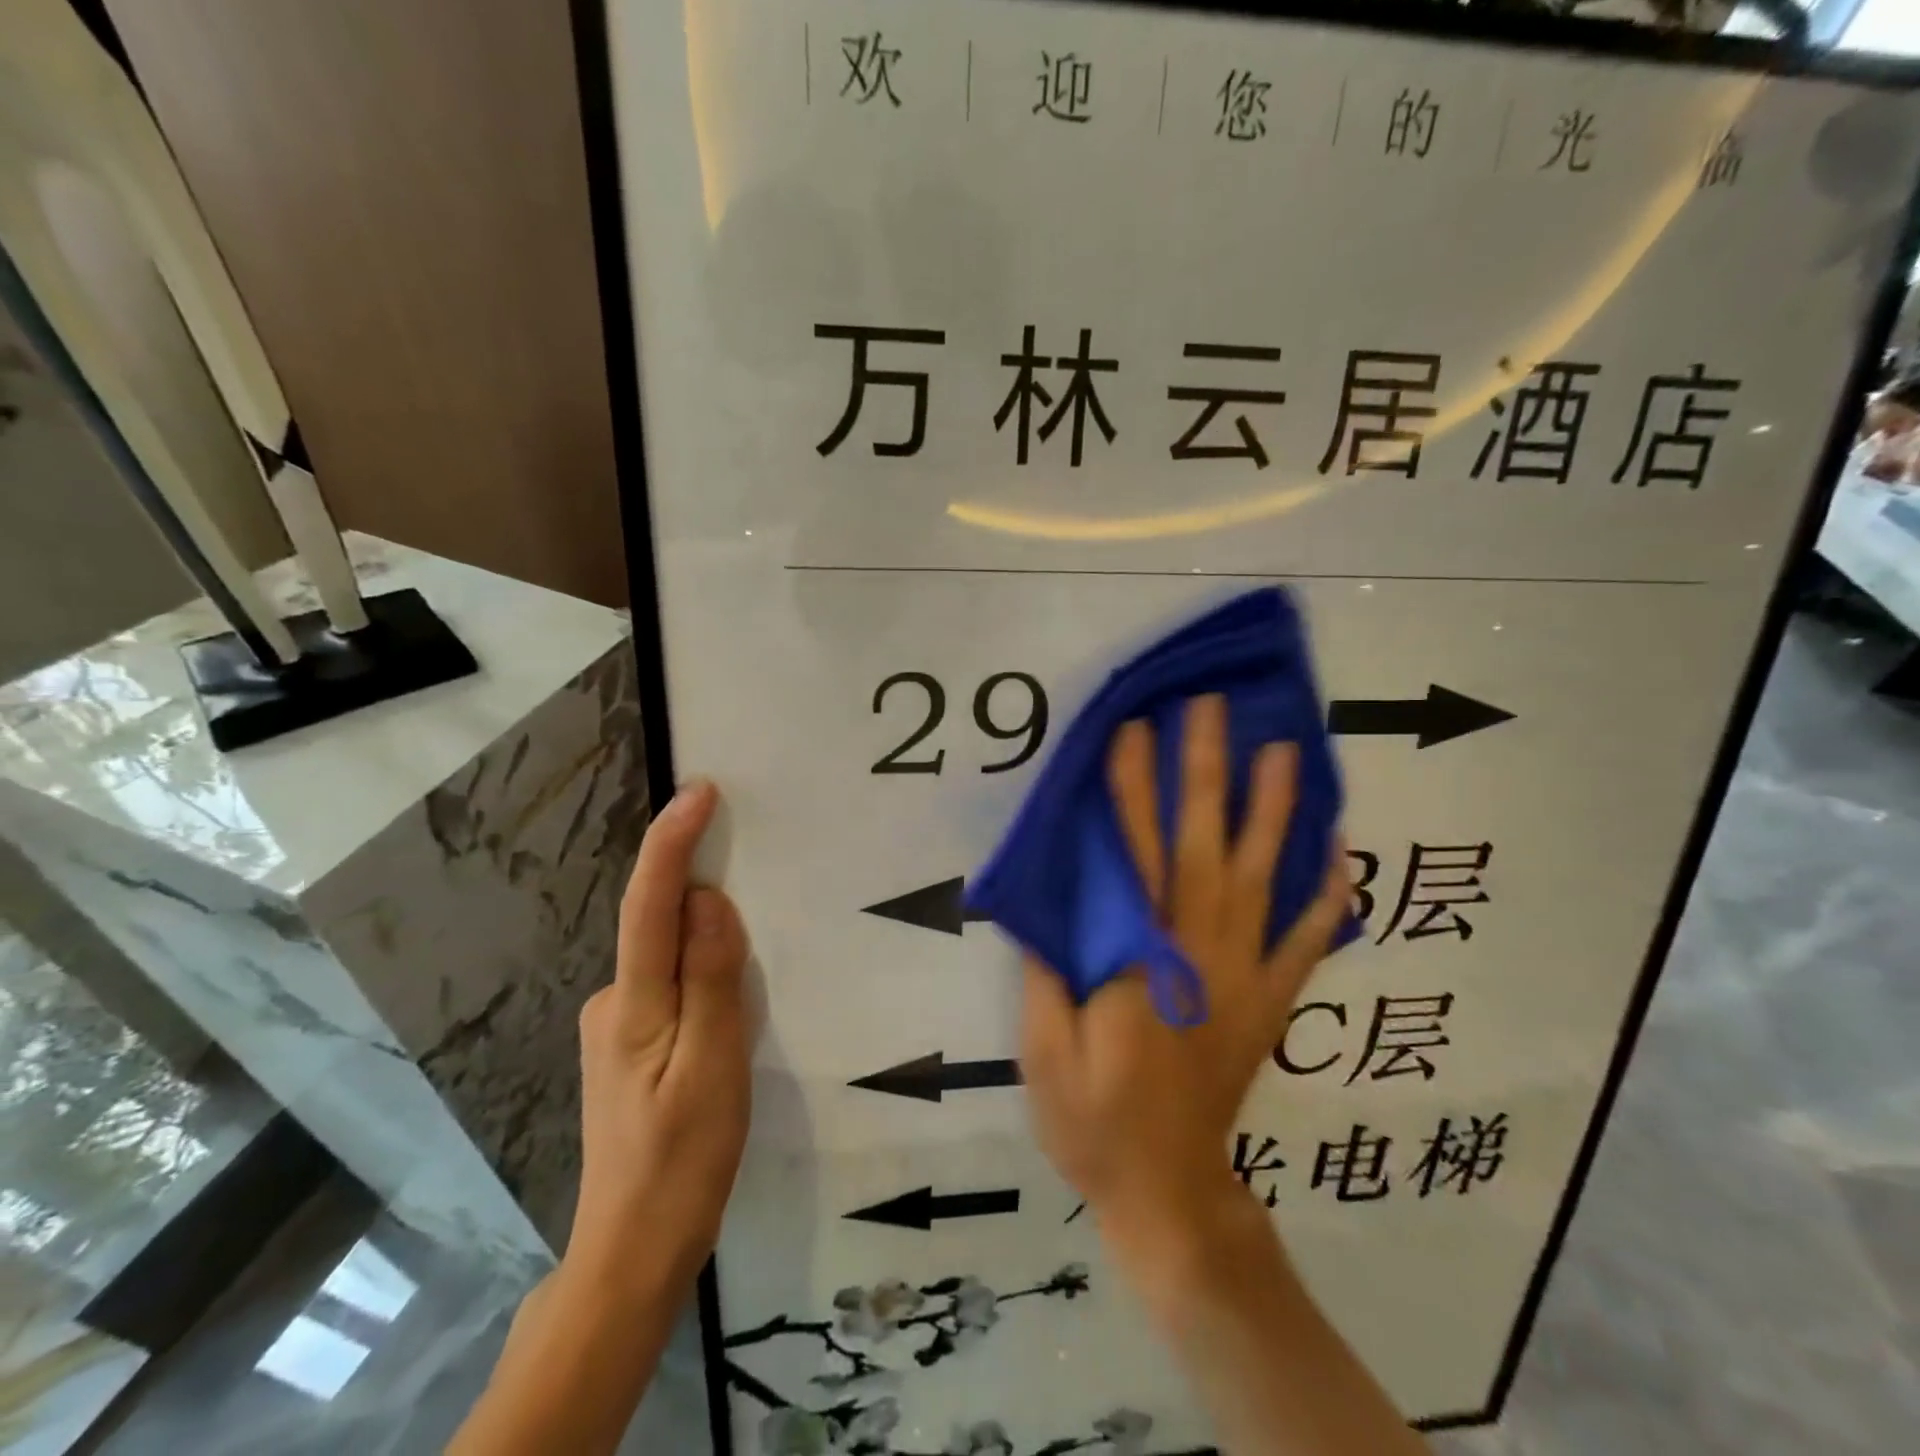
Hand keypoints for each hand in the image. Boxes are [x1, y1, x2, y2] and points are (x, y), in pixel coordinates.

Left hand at [567, 779, 749, 1300]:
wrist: (634, 1251)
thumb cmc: (683, 1160)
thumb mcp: (714, 1065)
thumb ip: (710, 977)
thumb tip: (707, 899)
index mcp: (632, 1004)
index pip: (649, 905)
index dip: (672, 842)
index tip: (700, 791)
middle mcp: (613, 1001)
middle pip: (658, 924)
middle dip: (699, 885)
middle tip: (753, 862)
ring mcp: (617, 1026)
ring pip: (669, 958)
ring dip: (706, 939)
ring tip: (753, 947)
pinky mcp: (631, 1045)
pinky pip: (672, 985)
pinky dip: (701, 973)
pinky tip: (730, 1002)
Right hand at [1020, 695, 1348, 1263]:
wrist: (1168, 1192)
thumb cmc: (1094, 1121)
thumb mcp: (1045, 1051)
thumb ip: (1051, 970)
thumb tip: (1053, 899)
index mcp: (1136, 962)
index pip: (1130, 856)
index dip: (1129, 790)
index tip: (1133, 730)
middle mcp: (1197, 954)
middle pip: (1202, 846)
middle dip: (1206, 772)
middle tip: (1212, 710)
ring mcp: (1244, 977)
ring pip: (1262, 879)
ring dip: (1274, 811)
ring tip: (1285, 752)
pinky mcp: (1270, 1002)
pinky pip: (1308, 942)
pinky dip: (1330, 896)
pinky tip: (1345, 853)